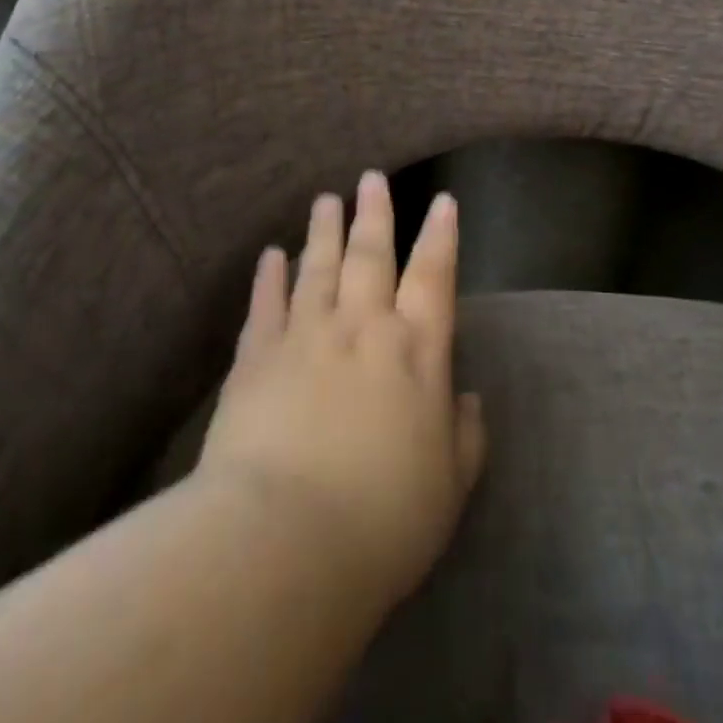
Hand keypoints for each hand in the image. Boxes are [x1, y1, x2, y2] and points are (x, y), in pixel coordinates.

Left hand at [198, 171, 486, 607]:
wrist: (282, 543)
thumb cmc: (383, 519)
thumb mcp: (450, 486)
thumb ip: (465, 436)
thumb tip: (467, 399)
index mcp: (417, 351)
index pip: (434, 276)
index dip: (441, 236)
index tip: (442, 201)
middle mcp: (363, 327)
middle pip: (371, 256)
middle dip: (375, 215)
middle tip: (371, 178)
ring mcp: (306, 336)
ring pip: (318, 267)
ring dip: (323, 231)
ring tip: (326, 199)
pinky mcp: (256, 359)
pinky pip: (266, 304)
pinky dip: (269, 276)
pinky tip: (271, 255)